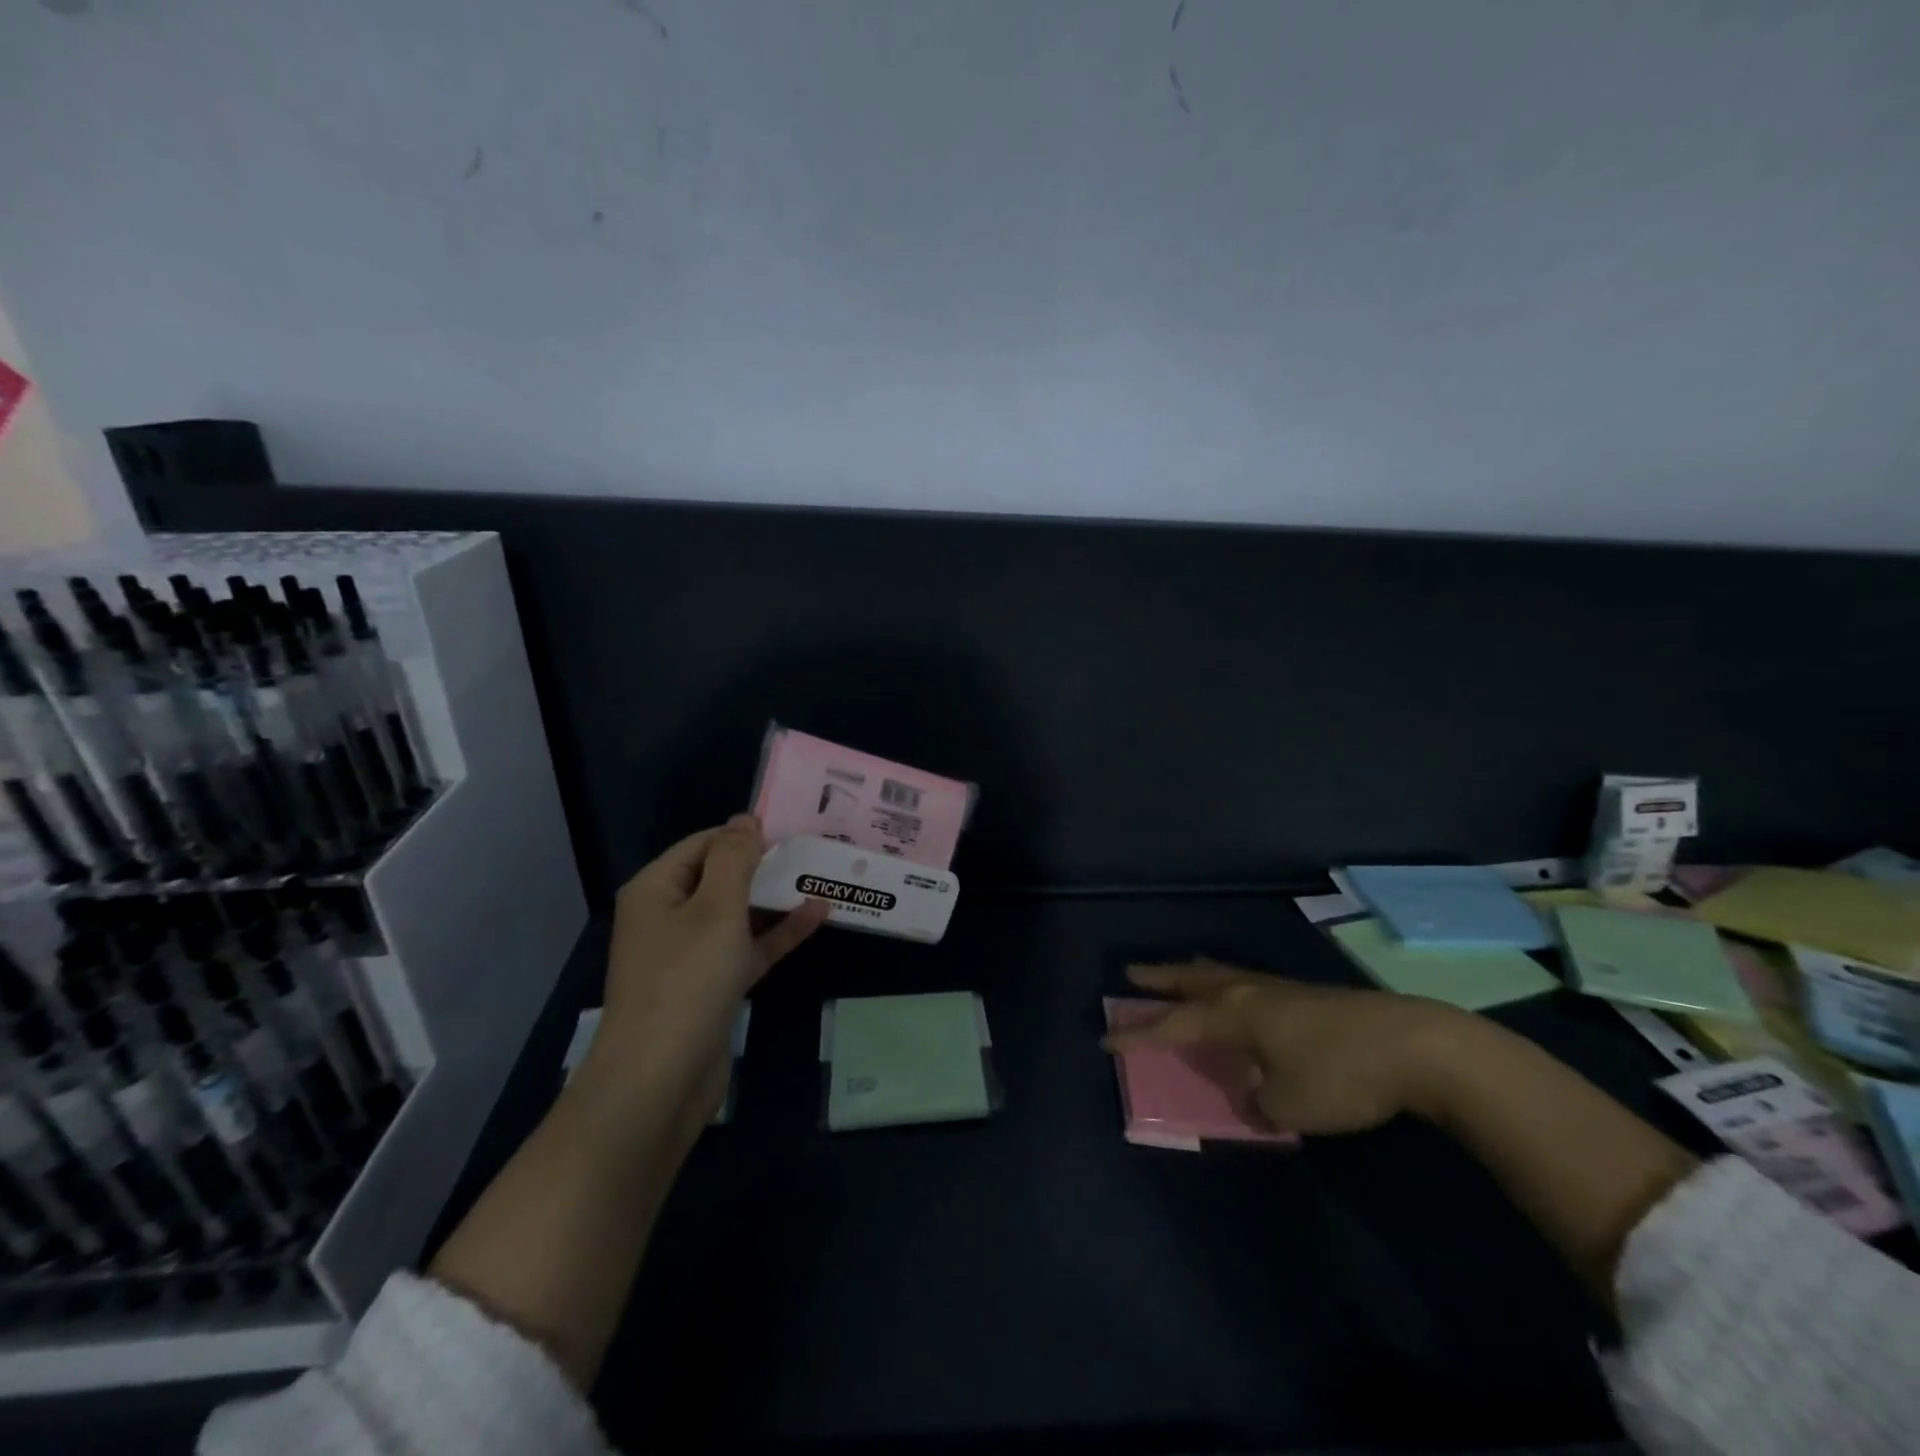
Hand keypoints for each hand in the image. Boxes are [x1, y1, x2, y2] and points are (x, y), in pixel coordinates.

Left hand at [594, 814, 828, 1099]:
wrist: (660, 1081)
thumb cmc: (686, 980)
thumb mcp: (715, 907)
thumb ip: (734, 858)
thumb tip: (745, 819)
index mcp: (657, 889)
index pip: (704, 843)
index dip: (745, 834)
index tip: (793, 828)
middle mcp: (669, 916)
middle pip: (722, 877)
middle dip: (766, 865)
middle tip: (815, 849)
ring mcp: (690, 954)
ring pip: (739, 914)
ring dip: (777, 898)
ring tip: (822, 877)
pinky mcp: (712, 986)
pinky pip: (748, 947)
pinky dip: (778, 933)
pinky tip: (818, 915)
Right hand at [1101, 960, 1471, 1135]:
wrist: (1416, 1045)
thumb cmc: (1340, 1075)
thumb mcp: (1289, 1105)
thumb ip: (1257, 1103)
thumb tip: (1250, 1095)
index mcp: (1235, 1014)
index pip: (1173, 1024)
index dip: (1139, 1033)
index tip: (1106, 1037)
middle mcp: (1249, 992)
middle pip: (1193, 981)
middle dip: (1160, 979)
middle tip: (1131, 972)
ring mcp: (1280, 989)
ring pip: (1223, 975)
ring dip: (1194, 974)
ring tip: (1180, 970)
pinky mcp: (1308, 995)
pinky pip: (1250, 983)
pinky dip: (1228, 984)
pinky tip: (1242, 995)